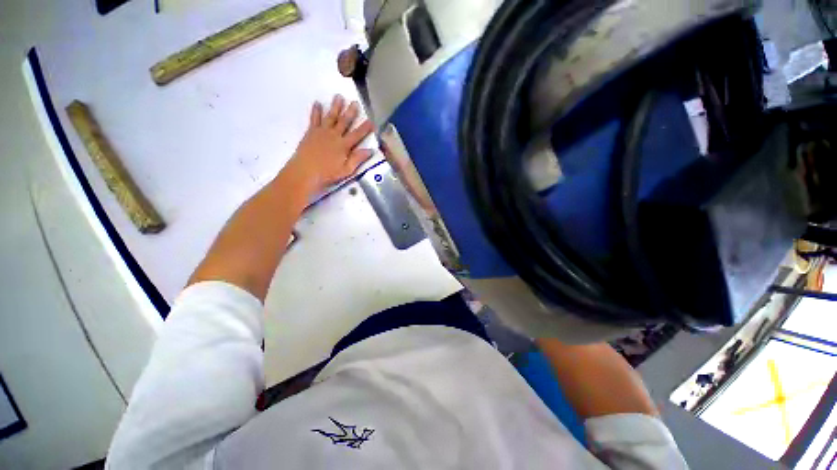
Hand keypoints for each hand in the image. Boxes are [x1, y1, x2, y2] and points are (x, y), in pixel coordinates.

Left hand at [283, 95, 374, 195]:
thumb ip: (357, 159)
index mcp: (344, 146)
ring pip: (330, 116)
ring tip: (338, 96)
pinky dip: (316, 111)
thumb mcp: (346, 170)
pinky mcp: (311, 132)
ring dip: (335, 107)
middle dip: (350, 112)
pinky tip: (317, 103)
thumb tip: (370, 151)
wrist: (305, 172)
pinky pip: (314, 119)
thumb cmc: (327, 174)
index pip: (357, 135)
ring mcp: (321, 132)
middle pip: (344, 122)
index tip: (371, 121)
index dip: (365, 128)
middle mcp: (334, 135)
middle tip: (355, 102)